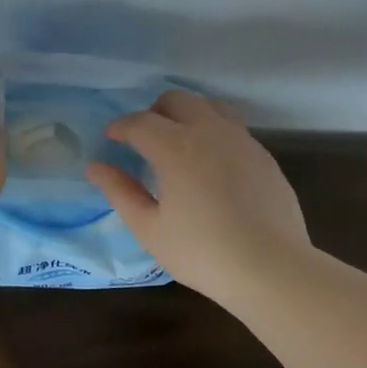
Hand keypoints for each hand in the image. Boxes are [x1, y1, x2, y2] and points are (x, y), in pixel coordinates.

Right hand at [86, 89, 311, 304]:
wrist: (271, 268)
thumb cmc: (202, 252)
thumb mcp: (150, 228)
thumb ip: (120, 192)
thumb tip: (95, 167)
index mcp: (175, 146)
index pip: (139, 122)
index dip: (121, 127)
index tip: (111, 139)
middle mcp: (209, 131)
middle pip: (176, 100)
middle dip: (154, 112)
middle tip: (144, 140)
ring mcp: (241, 139)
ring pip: (209, 106)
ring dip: (187, 115)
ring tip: (179, 144)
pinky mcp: (263, 155)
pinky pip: (232, 128)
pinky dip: (213, 132)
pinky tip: (211, 164)